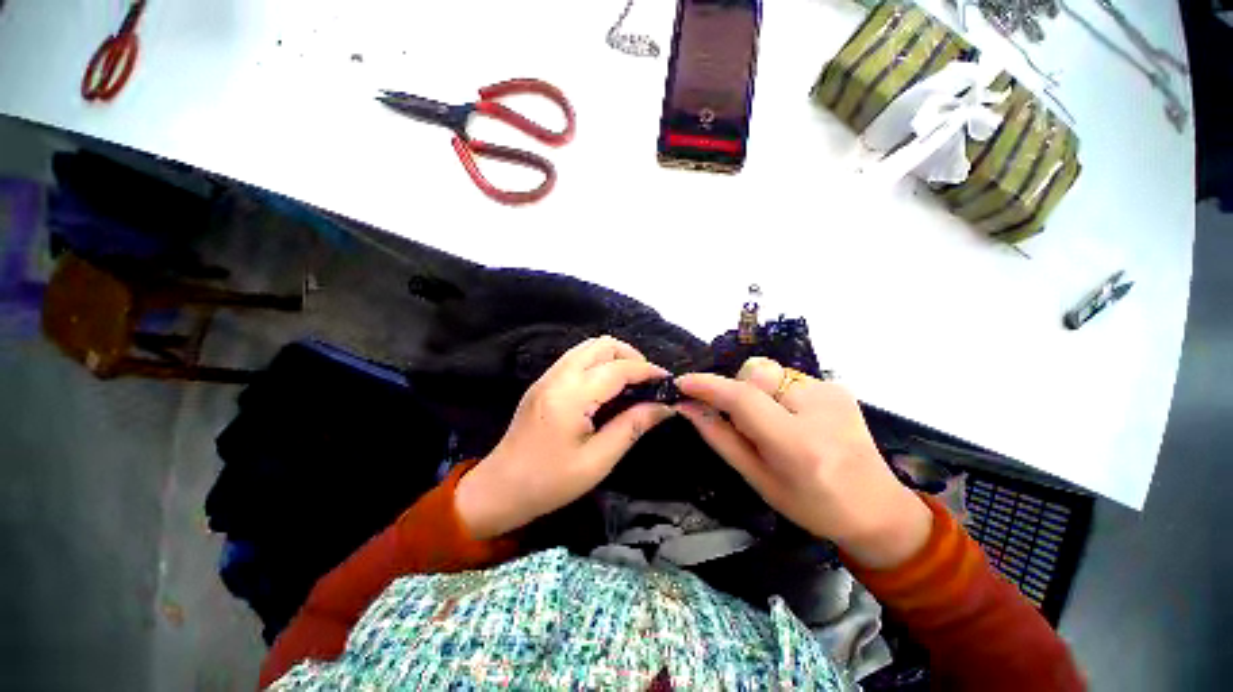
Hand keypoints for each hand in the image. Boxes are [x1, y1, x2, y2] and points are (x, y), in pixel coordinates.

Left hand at [456, 336, 674, 538]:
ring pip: (588, 347)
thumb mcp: (598, 461)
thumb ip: (633, 427)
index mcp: (571, 396)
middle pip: (602, 345)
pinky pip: (577, 358)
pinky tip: (607, 386)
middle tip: (647, 381)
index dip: (647, 371)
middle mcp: (558, 376)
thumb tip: (664, 406)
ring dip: (614, 357)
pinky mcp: (543, 382)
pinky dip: (599, 363)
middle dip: (631, 356)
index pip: (618, 368)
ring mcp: (548, 377)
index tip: (667, 382)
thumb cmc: (550, 482)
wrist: (499, 489)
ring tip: (631, 382)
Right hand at [676, 358, 931, 568]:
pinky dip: (775, 393)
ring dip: (756, 392)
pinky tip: (791, 418)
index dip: (708, 386)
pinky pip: (785, 376)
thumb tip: (688, 407)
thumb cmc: (812, 506)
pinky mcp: (836, 386)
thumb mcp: (758, 479)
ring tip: (771, 423)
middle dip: (737, 391)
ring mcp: (832, 392)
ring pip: (768, 371)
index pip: (743, 399)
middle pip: (754, 373)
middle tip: (744, 423)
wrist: (877, 507)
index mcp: (798, 444)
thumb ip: (719, 438)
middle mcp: (818, 408)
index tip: (682, 384)